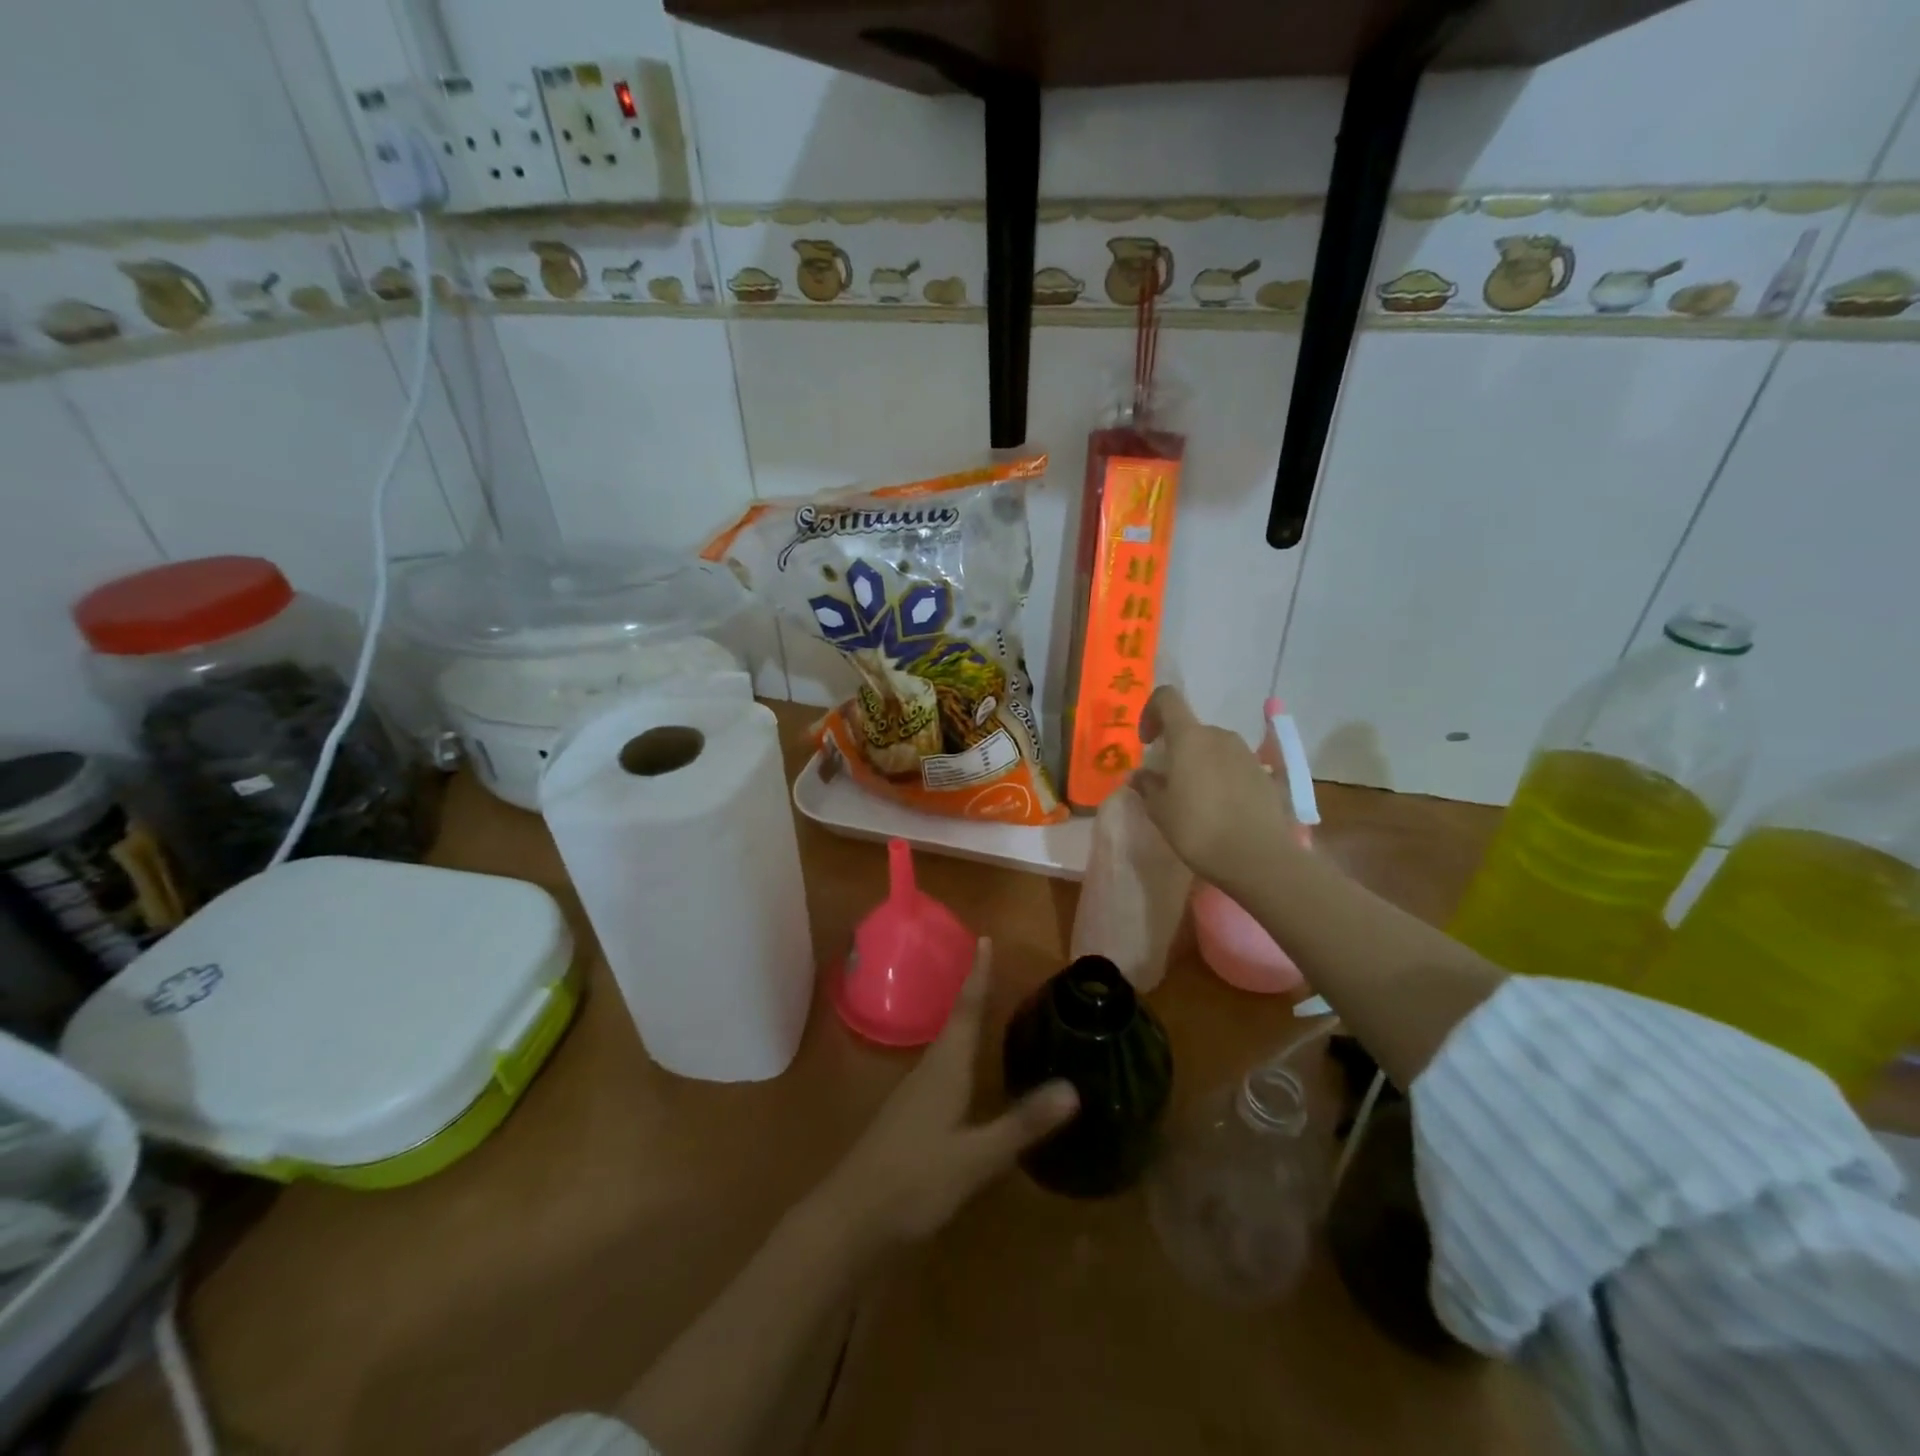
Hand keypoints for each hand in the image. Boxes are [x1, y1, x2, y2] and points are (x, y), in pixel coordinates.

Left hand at [821, 939, 1076, 1247]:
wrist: (850, 1217)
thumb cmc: (915, 1179)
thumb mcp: (976, 1157)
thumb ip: (1021, 1124)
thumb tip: (1073, 1087)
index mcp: (945, 1068)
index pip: (967, 1009)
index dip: (978, 975)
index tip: (985, 938)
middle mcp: (929, 1070)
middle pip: (955, 1020)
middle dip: (974, 991)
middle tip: (993, 967)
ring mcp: (914, 1094)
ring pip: (946, 1045)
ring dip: (964, 1020)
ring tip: (986, 1008)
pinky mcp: (909, 1116)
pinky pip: (941, 1068)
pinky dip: (959, 1053)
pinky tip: (967, 1071)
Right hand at [1134, 686, 1294, 887]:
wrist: (1258, 857)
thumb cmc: (1198, 829)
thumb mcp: (1160, 810)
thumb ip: (1146, 785)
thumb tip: (1137, 774)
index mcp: (1189, 737)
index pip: (1167, 698)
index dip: (1151, 712)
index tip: (1146, 742)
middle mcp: (1219, 736)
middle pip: (1192, 728)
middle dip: (1177, 748)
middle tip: (1167, 781)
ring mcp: (1246, 754)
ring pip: (1214, 747)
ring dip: (1200, 763)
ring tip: (1194, 797)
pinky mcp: (1265, 774)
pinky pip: (1234, 766)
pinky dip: (1222, 777)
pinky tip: (1220, 808)